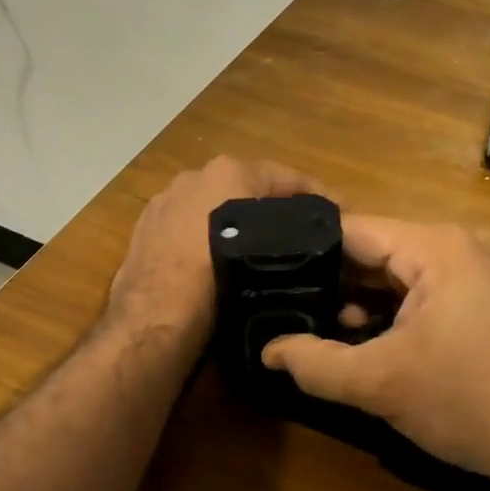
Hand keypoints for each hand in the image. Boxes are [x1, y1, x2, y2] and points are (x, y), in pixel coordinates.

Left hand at [108, 156, 326, 349]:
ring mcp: (166, 200)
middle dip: (276, 208)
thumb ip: (295, 237)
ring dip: (240, 222)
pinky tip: (220, 262)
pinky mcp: (145, 228)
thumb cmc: (220, 282)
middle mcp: (195, 176)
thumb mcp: (273, 254)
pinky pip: (189, 226)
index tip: (344, 215)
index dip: (319, 197)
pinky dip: (207, 237)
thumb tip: (316, 242)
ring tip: (264, 251)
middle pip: (248, 188)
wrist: (156, 319)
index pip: (287, 177)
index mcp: (228, 171)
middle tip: (305, 235)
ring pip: (216, 206)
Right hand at [261, 217, 489, 489]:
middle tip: (279, 300)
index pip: (352, 230)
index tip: (266, 270)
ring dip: (358, 300)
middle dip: (331, 279)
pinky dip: (389, 312)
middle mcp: (456, 247)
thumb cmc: (468, 402)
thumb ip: (315, 362)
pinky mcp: (481, 303)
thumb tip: (266, 350)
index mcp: (434, 246)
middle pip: (374, 251)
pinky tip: (362, 339)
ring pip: (396, 275)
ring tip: (311, 322)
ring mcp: (474, 274)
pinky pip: (421, 293)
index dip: (306, 249)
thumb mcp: (380, 383)